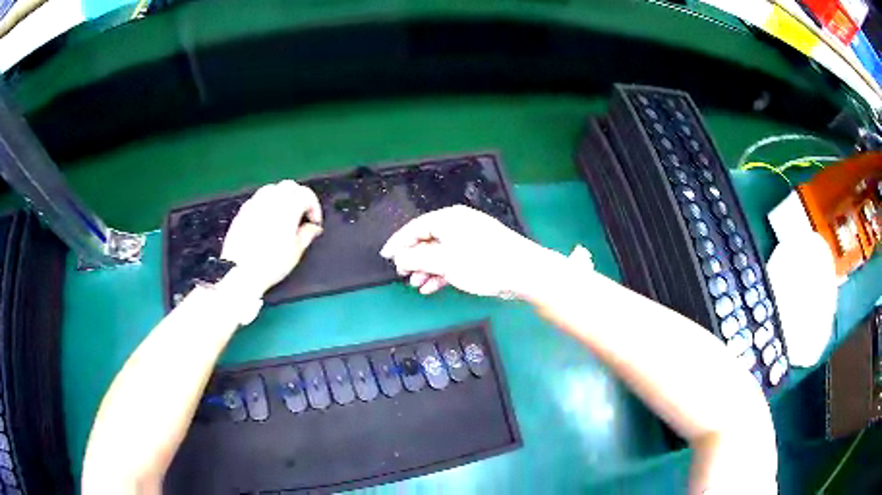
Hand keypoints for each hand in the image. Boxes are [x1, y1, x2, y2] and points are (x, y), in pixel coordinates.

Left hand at [221, 180, 322, 297]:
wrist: (241, 271)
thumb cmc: (269, 264)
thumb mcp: (296, 251)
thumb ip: (307, 234)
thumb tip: (313, 228)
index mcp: (289, 206)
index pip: (307, 195)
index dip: (314, 207)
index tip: (314, 222)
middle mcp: (271, 199)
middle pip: (290, 186)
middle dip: (299, 197)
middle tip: (302, 214)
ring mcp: (255, 203)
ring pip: (272, 188)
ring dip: (282, 197)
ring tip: (284, 215)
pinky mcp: (243, 211)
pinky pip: (258, 199)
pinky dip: (267, 204)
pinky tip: (267, 219)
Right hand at [380, 205, 564, 297]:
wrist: (524, 272)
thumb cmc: (483, 263)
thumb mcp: (446, 262)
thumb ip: (419, 259)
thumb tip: (400, 257)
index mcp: (449, 219)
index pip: (415, 227)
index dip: (398, 243)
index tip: (385, 256)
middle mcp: (458, 225)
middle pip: (427, 240)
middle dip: (413, 259)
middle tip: (401, 275)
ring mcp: (469, 239)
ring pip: (439, 253)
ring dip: (426, 269)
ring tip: (416, 284)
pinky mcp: (478, 254)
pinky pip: (452, 260)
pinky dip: (441, 273)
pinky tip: (431, 287)